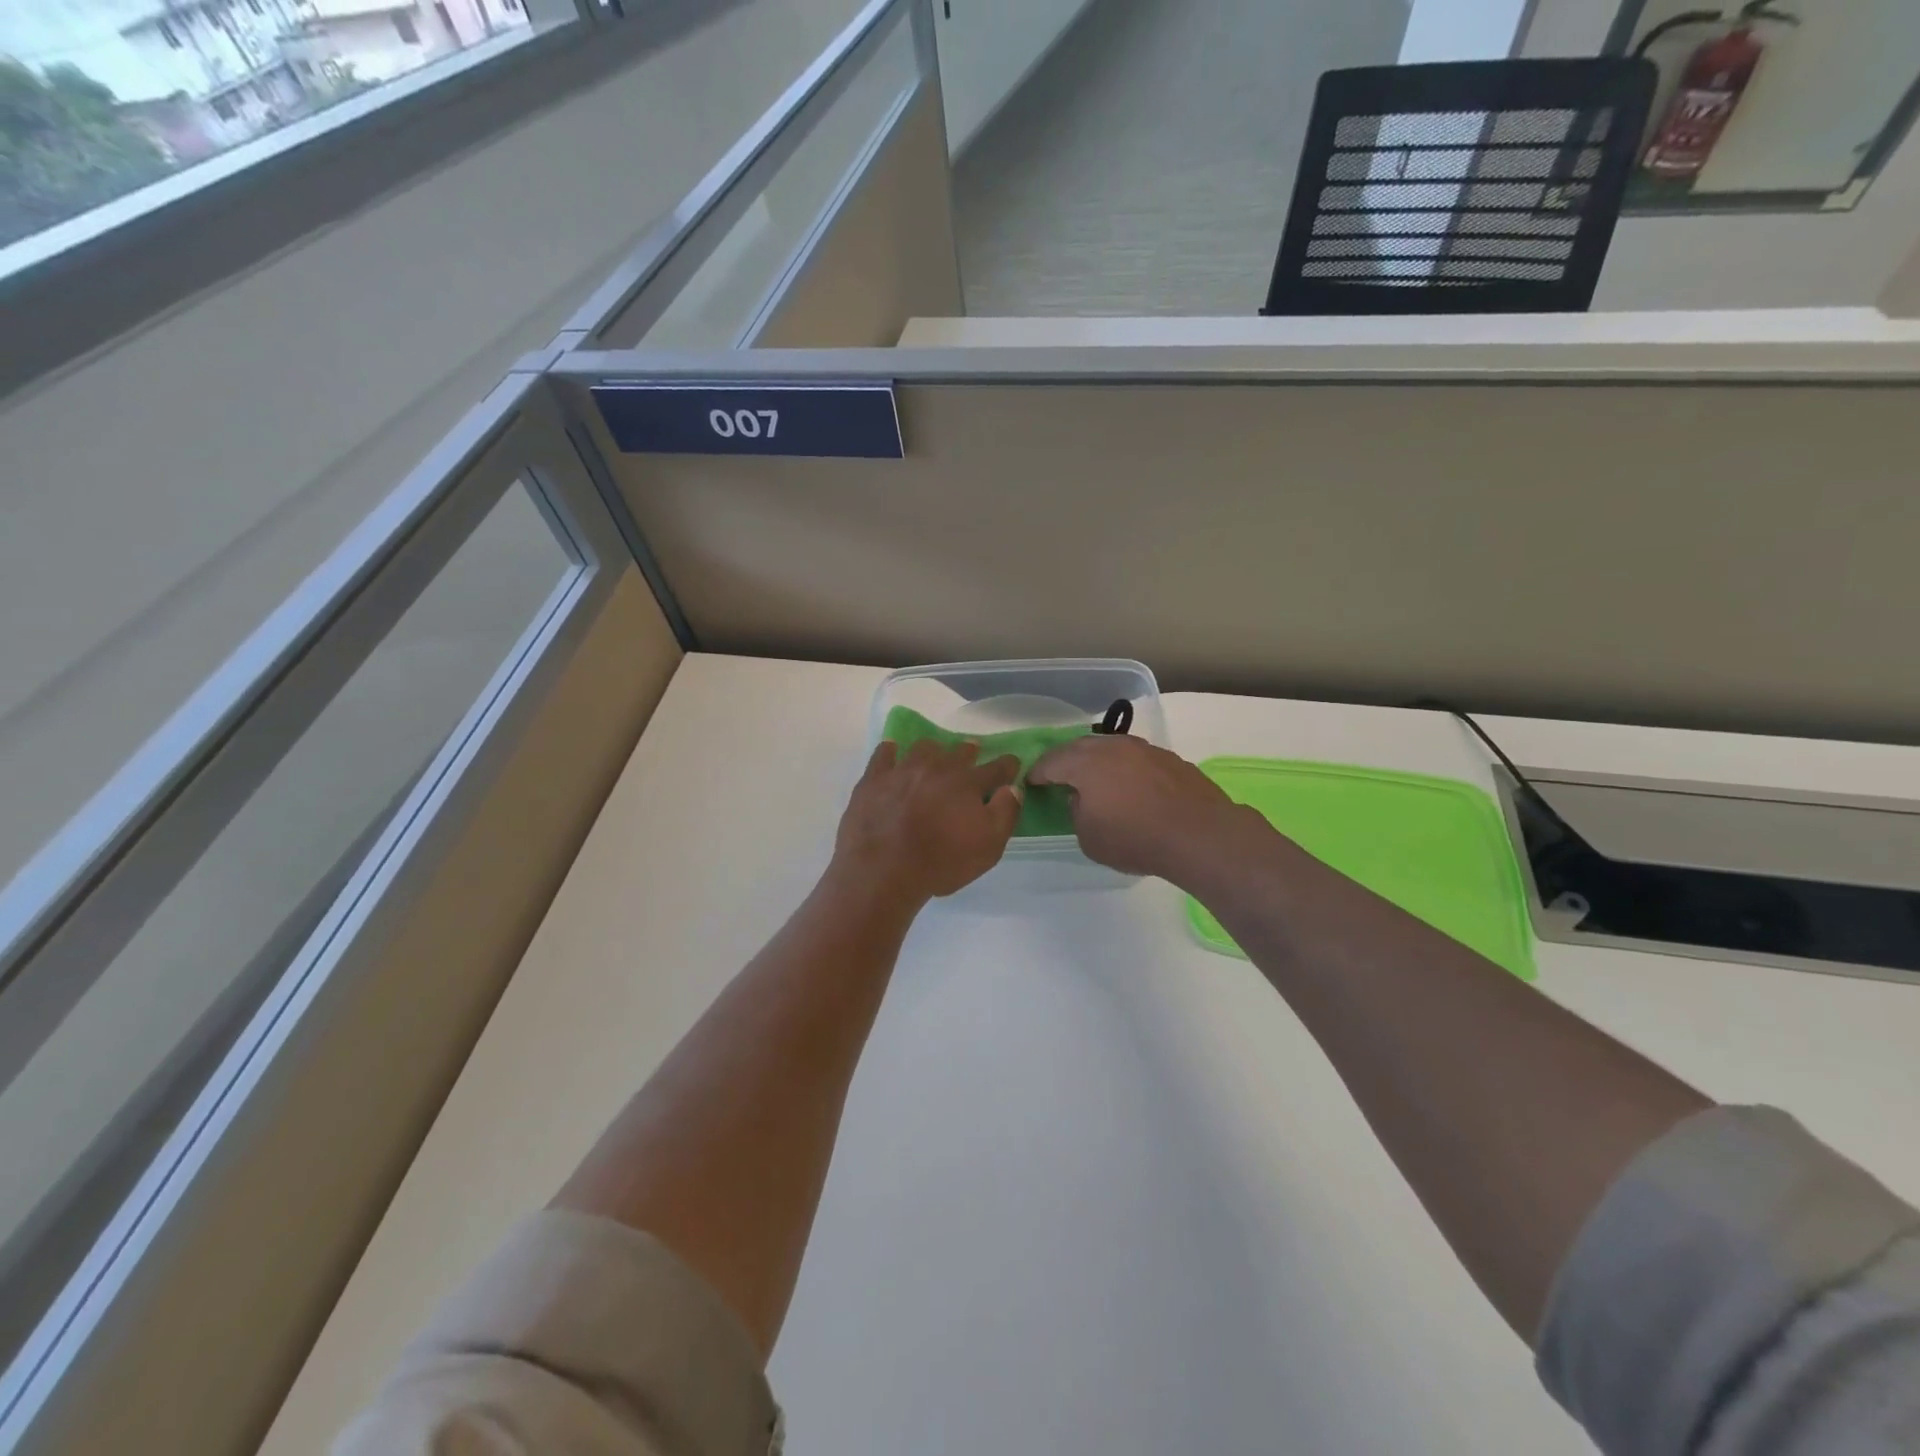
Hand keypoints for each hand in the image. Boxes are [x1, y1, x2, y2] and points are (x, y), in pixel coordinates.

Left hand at [832, 739, 1022, 904]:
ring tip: (934, 756)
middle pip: (959, 751)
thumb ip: (1006, 813)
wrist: (883, 871)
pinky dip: (891, 751)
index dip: (1008, 765)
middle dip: (970, 751)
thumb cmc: (941, 862)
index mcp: (968, 783)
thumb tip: (1013, 789)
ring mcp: (903, 770)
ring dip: (934, 750)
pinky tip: (893, 754)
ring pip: (923, 748)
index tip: (1012, 764)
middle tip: (972, 753)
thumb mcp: (989, 847)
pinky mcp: (874, 779)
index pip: (997, 768)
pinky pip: (884, 754)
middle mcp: (937, 768)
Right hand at [1028, 736, 1254, 883]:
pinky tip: (1129, 786)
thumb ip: (1077, 812)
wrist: (1200, 834)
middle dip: (1065, 759)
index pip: (1051, 762)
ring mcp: (1145, 749)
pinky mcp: (1170, 759)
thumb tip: (1081, 798)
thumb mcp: (1089, 838)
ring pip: (1111, 748)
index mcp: (1086, 763)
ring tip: (1094, 778)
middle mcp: (1113, 747)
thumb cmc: (1136, 839)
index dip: (1038, 772)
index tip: (1031, 781)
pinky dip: (1124, 768)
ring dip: (1097, 760)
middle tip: (1057, 775)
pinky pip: (1135, 758)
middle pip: (1080, 747)